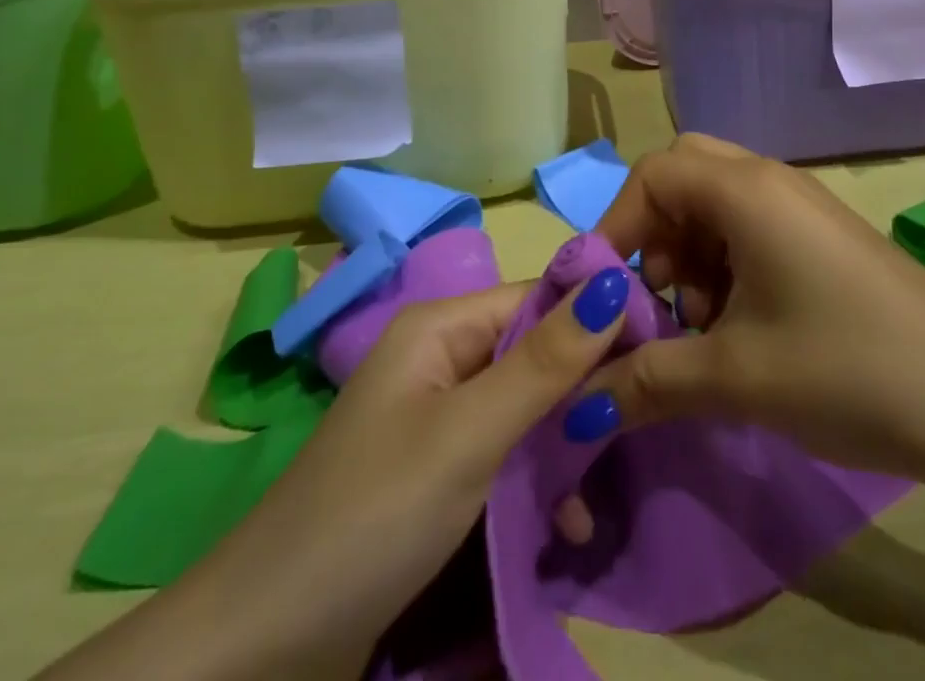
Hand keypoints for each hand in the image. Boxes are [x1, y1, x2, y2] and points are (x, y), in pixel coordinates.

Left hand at [247, 271, 633, 676]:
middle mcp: (441, 360)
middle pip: (534, 353)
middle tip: (637, 428)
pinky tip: (565, 526)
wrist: (265, 647)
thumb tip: (614, 281)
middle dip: (582, 393)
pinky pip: (505, 457)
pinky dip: (538, 484)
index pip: (538, 298)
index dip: (596, 316)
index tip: (658, 348)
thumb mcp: (470, 434)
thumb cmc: (376, 514)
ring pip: (526, 410)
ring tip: (594, 499)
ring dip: (564, 448)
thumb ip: (546, 361)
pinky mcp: (437, 476)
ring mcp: (438, 420)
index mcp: (441, 328)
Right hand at [586, 133, 924, 501]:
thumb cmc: (848, 368)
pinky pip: (749, 228)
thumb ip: (648, 381)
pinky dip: (724, 265)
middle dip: (654, 232)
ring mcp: (800, 207)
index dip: (616, 225)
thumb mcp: (736, 377)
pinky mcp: (821, 238)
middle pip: (683, 176)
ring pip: (715, 204)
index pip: (652, 175)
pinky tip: (740, 327)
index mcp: (745, 190)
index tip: (604, 291)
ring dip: (689, 254)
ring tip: (701, 325)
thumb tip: (579, 404)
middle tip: (659, 295)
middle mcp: (769, 181)